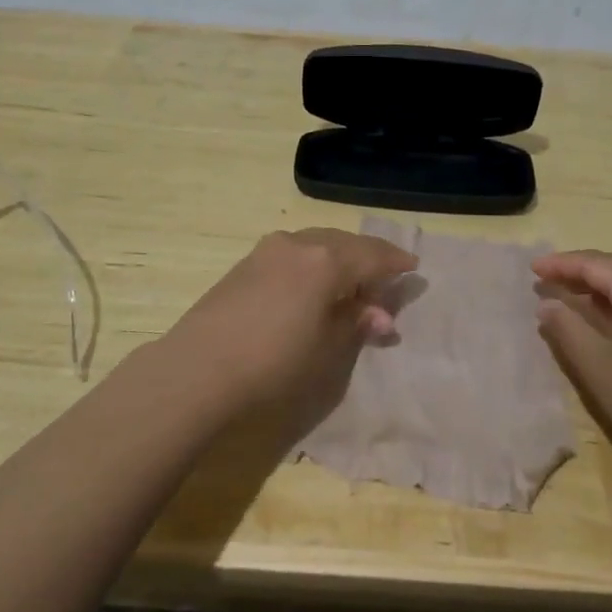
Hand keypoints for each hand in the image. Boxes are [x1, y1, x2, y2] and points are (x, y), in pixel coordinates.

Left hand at [161, 228, 417, 415]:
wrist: (199, 368)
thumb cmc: (274, 362)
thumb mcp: (326, 348)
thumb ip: (355, 323)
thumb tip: (381, 316)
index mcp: (327, 260)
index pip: (373, 256)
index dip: (395, 263)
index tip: (413, 267)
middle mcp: (299, 243)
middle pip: (345, 244)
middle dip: (368, 259)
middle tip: (384, 280)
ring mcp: (269, 249)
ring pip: (317, 243)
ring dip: (339, 258)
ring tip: (350, 282)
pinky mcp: (246, 262)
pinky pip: (294, 252)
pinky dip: (313, 262)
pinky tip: (313, 282)